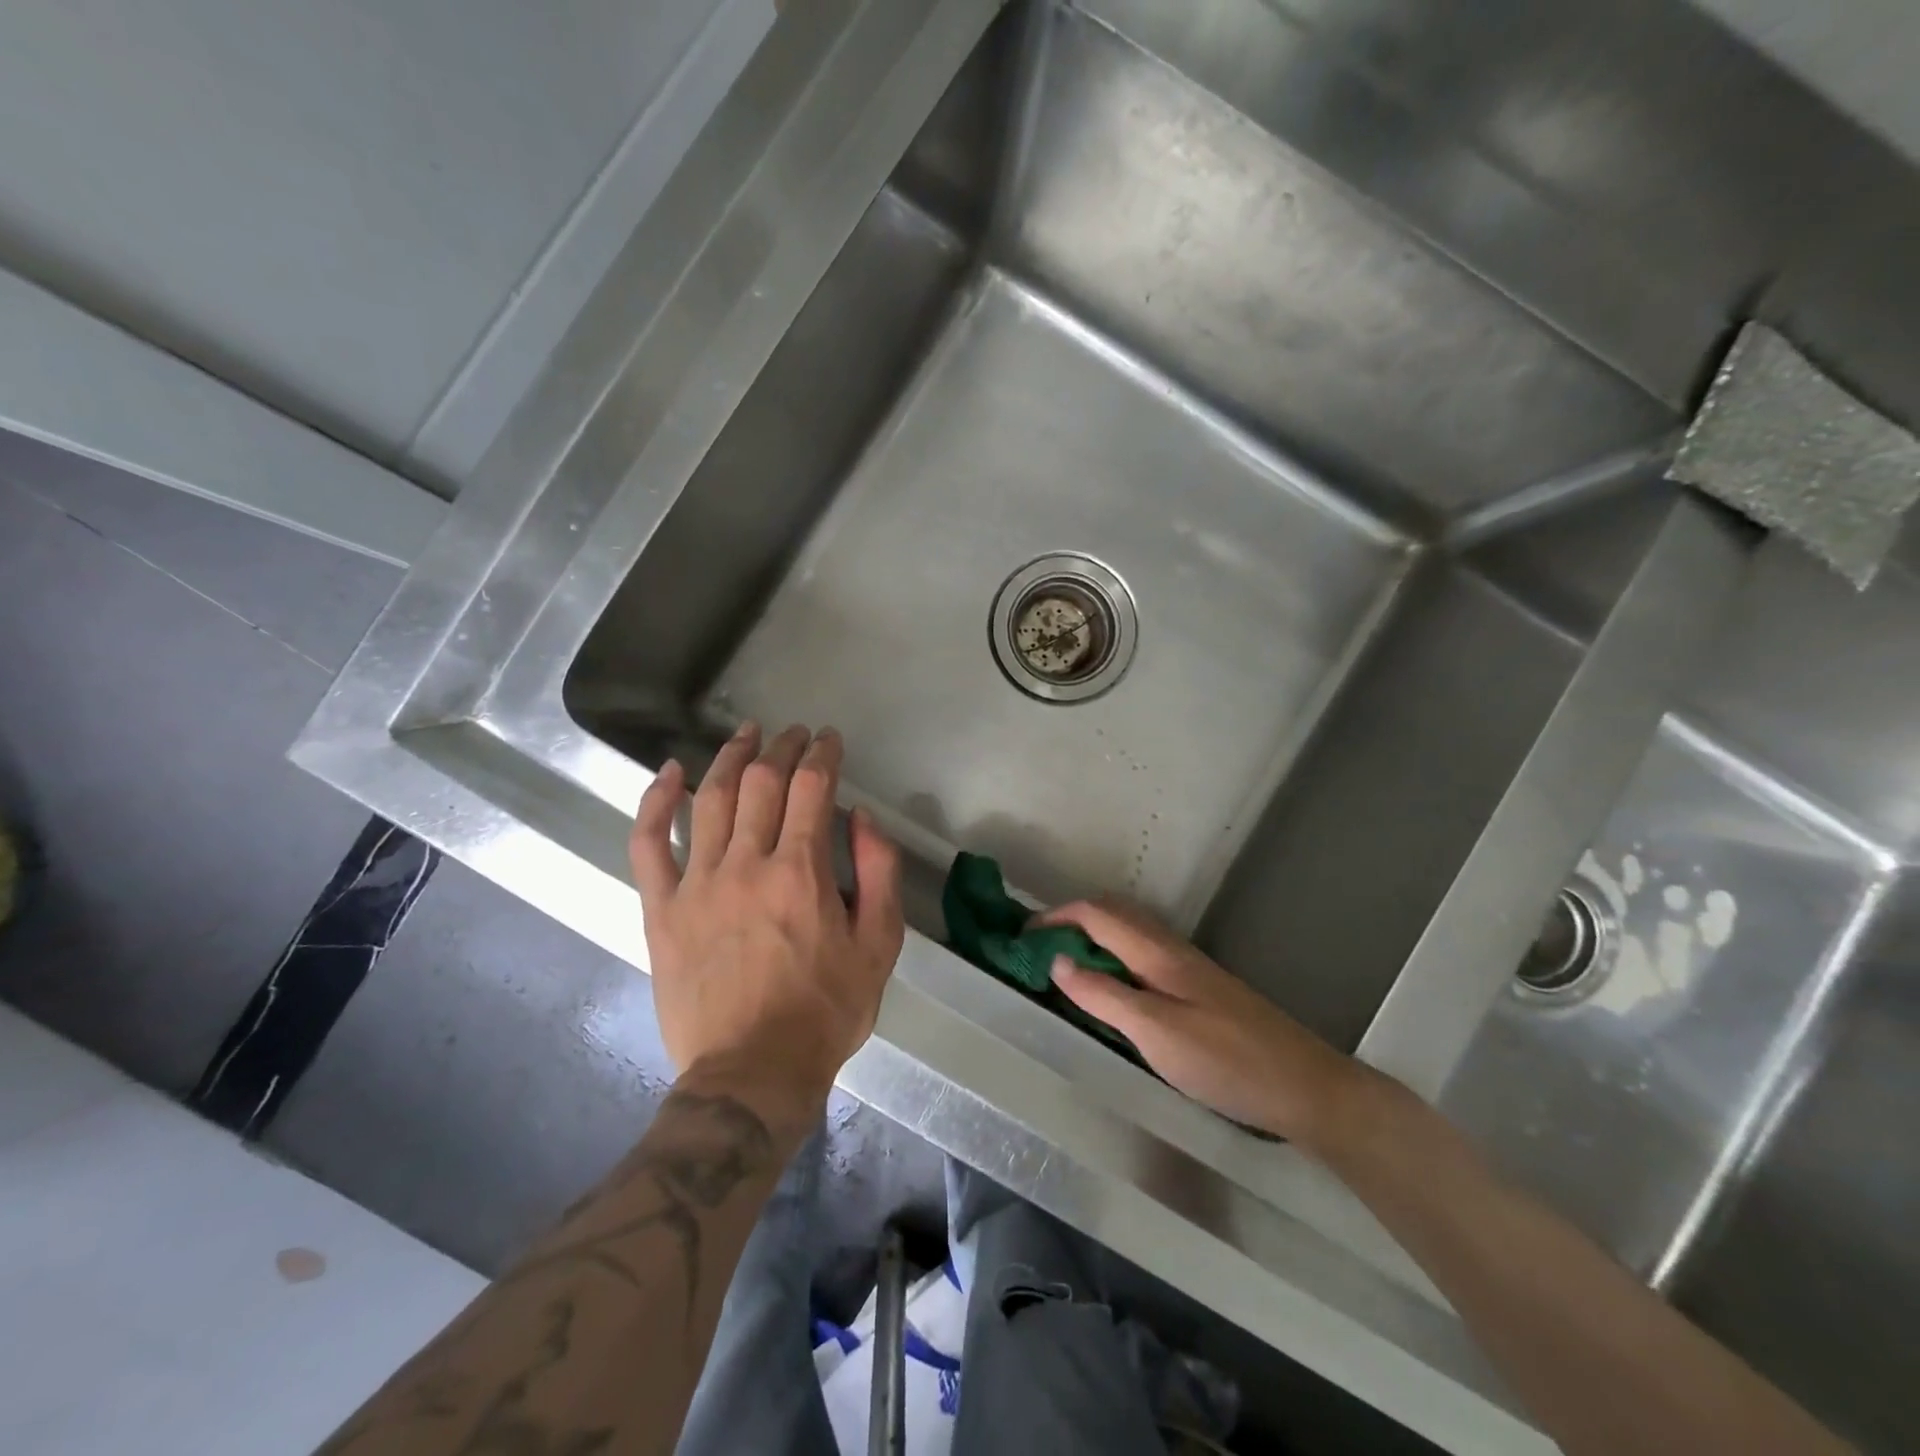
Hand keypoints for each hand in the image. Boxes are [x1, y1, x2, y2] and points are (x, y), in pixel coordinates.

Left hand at [629, 723, 904, 1113]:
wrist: (752, 1073)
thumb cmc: (824, 1010)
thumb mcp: (879, 945)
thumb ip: (879, 873)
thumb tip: (861, 818)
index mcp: (801, 872)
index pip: (812, 788)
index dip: (823, 754)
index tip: (830, 740)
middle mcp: (747, 864)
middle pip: (761, 782)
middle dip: (782, 747)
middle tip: (795, 734)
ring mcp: (697, 883)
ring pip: (710, 798)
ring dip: (730, 756)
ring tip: (746, 733)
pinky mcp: (661, 908)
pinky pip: (648, 843)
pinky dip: (656, 801)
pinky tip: (670, 773)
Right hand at [1040, 898, 1378, 1146]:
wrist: (1305, 1087)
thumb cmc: (1226, 1061)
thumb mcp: (1155, 1032)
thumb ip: (1103, 995)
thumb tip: (1057, 959)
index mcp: (1157, 953)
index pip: (1096, 914)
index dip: (1056, 916)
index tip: (1021, 934)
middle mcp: (1171, 949)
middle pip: (1113, 913)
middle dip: (1072, 918)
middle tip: (1038, 945)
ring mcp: (1188, 967)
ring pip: (1130, 933)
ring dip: (1093, 935)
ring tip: (1065, 963)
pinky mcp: (1198, 988)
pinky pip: (1143, 954)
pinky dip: (1114, 955)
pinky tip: (1111, 987)